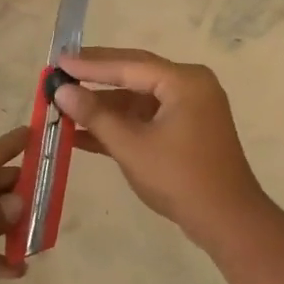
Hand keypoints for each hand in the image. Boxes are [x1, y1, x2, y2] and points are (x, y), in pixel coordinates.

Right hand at [53, 48, 268, 244]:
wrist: (226, 221)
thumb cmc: (179, 178)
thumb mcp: (131, 146)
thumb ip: (95, 115)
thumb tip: (61, 91)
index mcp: (183, 82)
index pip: (128, 64)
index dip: (89, 65)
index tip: (57, 62)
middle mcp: (189, 86)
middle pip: (133, 74)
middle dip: (95, 78)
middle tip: (60, 71)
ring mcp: (189, 109)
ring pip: (137, 99)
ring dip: (103, 106)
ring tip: (64, 105)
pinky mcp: (185, 131)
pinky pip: (146, 118)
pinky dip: (119, 125)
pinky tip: (82, 133)